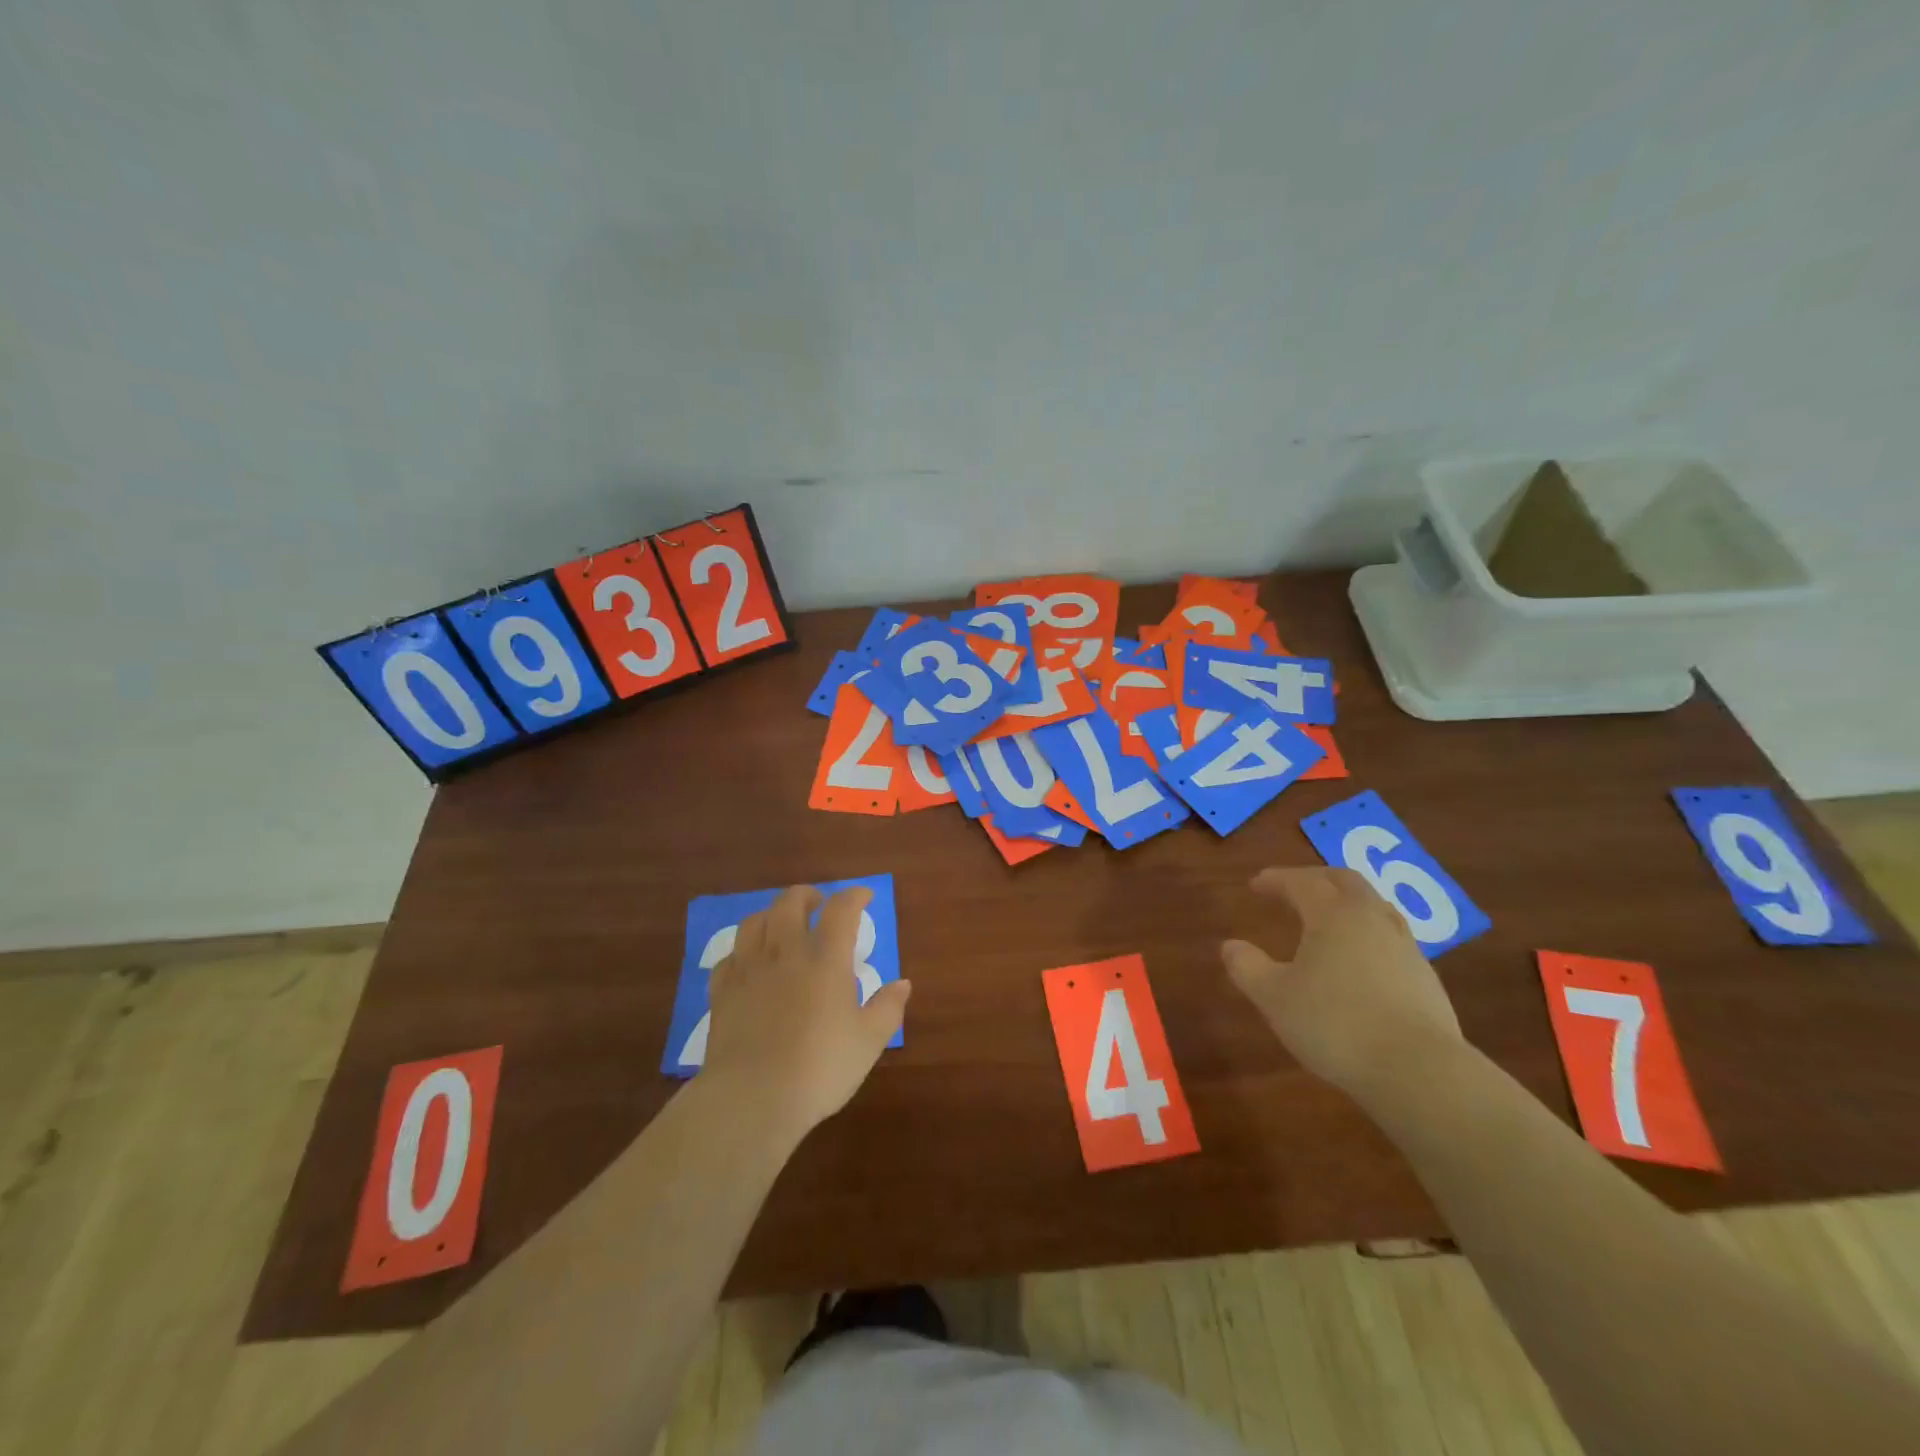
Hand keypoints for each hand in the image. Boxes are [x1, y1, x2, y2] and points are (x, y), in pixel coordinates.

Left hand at [702, 885, 909, 1143]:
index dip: (854, 896)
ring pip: (755, 921)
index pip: (841, 909)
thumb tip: (903, 984)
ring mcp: (748, 968)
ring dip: (772, 915)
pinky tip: (749, 963)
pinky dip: (743, 951)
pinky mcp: (722, 991)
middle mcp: (785, 951)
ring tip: (782, 926)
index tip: (864, 896)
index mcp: (826, 958)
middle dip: (807, 895)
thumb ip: (887, 1008)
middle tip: (818, 904)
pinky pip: (730, 956)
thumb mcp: (868, 1042)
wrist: (752, 1098)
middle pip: (790, 902)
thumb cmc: (819, 1068)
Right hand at [1220, 866, 1461, 1093]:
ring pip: (1375, 906)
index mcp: (1332, 915)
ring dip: (1348, 902)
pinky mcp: (1426, 977)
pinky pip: (1392, 937)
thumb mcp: (1275, 998)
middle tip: (1294, 887)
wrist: (1419, 1071)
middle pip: (1345, 881)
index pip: (1302, 882)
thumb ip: (1248, 968)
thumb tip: (1230, 946)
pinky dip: (1369, 933)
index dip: (1276, 880)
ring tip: (1330, 917)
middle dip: (1317, 878)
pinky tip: (1361, 958)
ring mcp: (1405, 946)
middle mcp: (1371, 919)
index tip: (1256, 884)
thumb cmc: (1336, 1025)